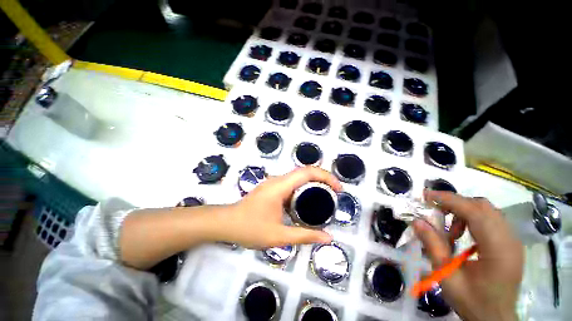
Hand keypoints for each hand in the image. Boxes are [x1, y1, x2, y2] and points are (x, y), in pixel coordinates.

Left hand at [220, 167, 341, 248]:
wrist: (226, 223)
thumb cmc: (250, 228)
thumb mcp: (279, 236)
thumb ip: (305, 236)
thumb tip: (327, 238)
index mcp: (280, 186)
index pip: (307, 172)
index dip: (326, 176)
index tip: (338, 189)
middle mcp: (278, 180)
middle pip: (305, 171)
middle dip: (323, 178)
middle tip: (335, 192)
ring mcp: (274, 182)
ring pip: (298, 176)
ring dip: (314, 181)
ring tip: (326, 195)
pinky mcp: (272, 188)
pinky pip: (292, 182)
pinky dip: (304, 187)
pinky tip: (308, 200)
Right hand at [413, 190, 523, 320]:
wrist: (495, 319)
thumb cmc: (472, 302)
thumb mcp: (447, 276)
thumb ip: (433, 246)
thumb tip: (417, 221)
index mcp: (498, 250)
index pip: (475, 212)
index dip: (449, 200)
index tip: (426, 196)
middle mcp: (510, 240)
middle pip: (483, 206)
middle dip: (455, 203)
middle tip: (434, 211)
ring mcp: (512, 241)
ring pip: (487, 211)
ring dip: (463, 212)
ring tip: (449, 230)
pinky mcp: (510, 243)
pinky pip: (490, 220)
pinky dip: (472, 219)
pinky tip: (462, 234)